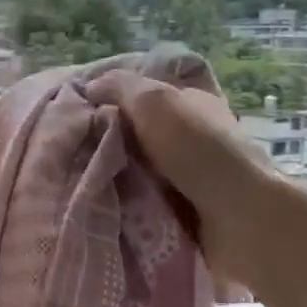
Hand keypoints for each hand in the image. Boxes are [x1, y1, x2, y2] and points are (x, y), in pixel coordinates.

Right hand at [93, 71, 283, 293]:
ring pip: (131, 167)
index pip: (140, 93)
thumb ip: (120, 86)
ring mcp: (184, 175)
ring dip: (107, 173)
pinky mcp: (179, 209)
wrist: (241, 220)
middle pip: (132, 131)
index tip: (71, 109)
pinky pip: (137, 199)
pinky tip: (95, 200)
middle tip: (65, 146)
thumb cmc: (199, 151)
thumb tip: (89, 87)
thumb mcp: (155, 102)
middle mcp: (187, 136)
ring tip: (72, 177)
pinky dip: (120, 200)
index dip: (107, 97)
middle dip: (101, 139)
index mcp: (188, 103)